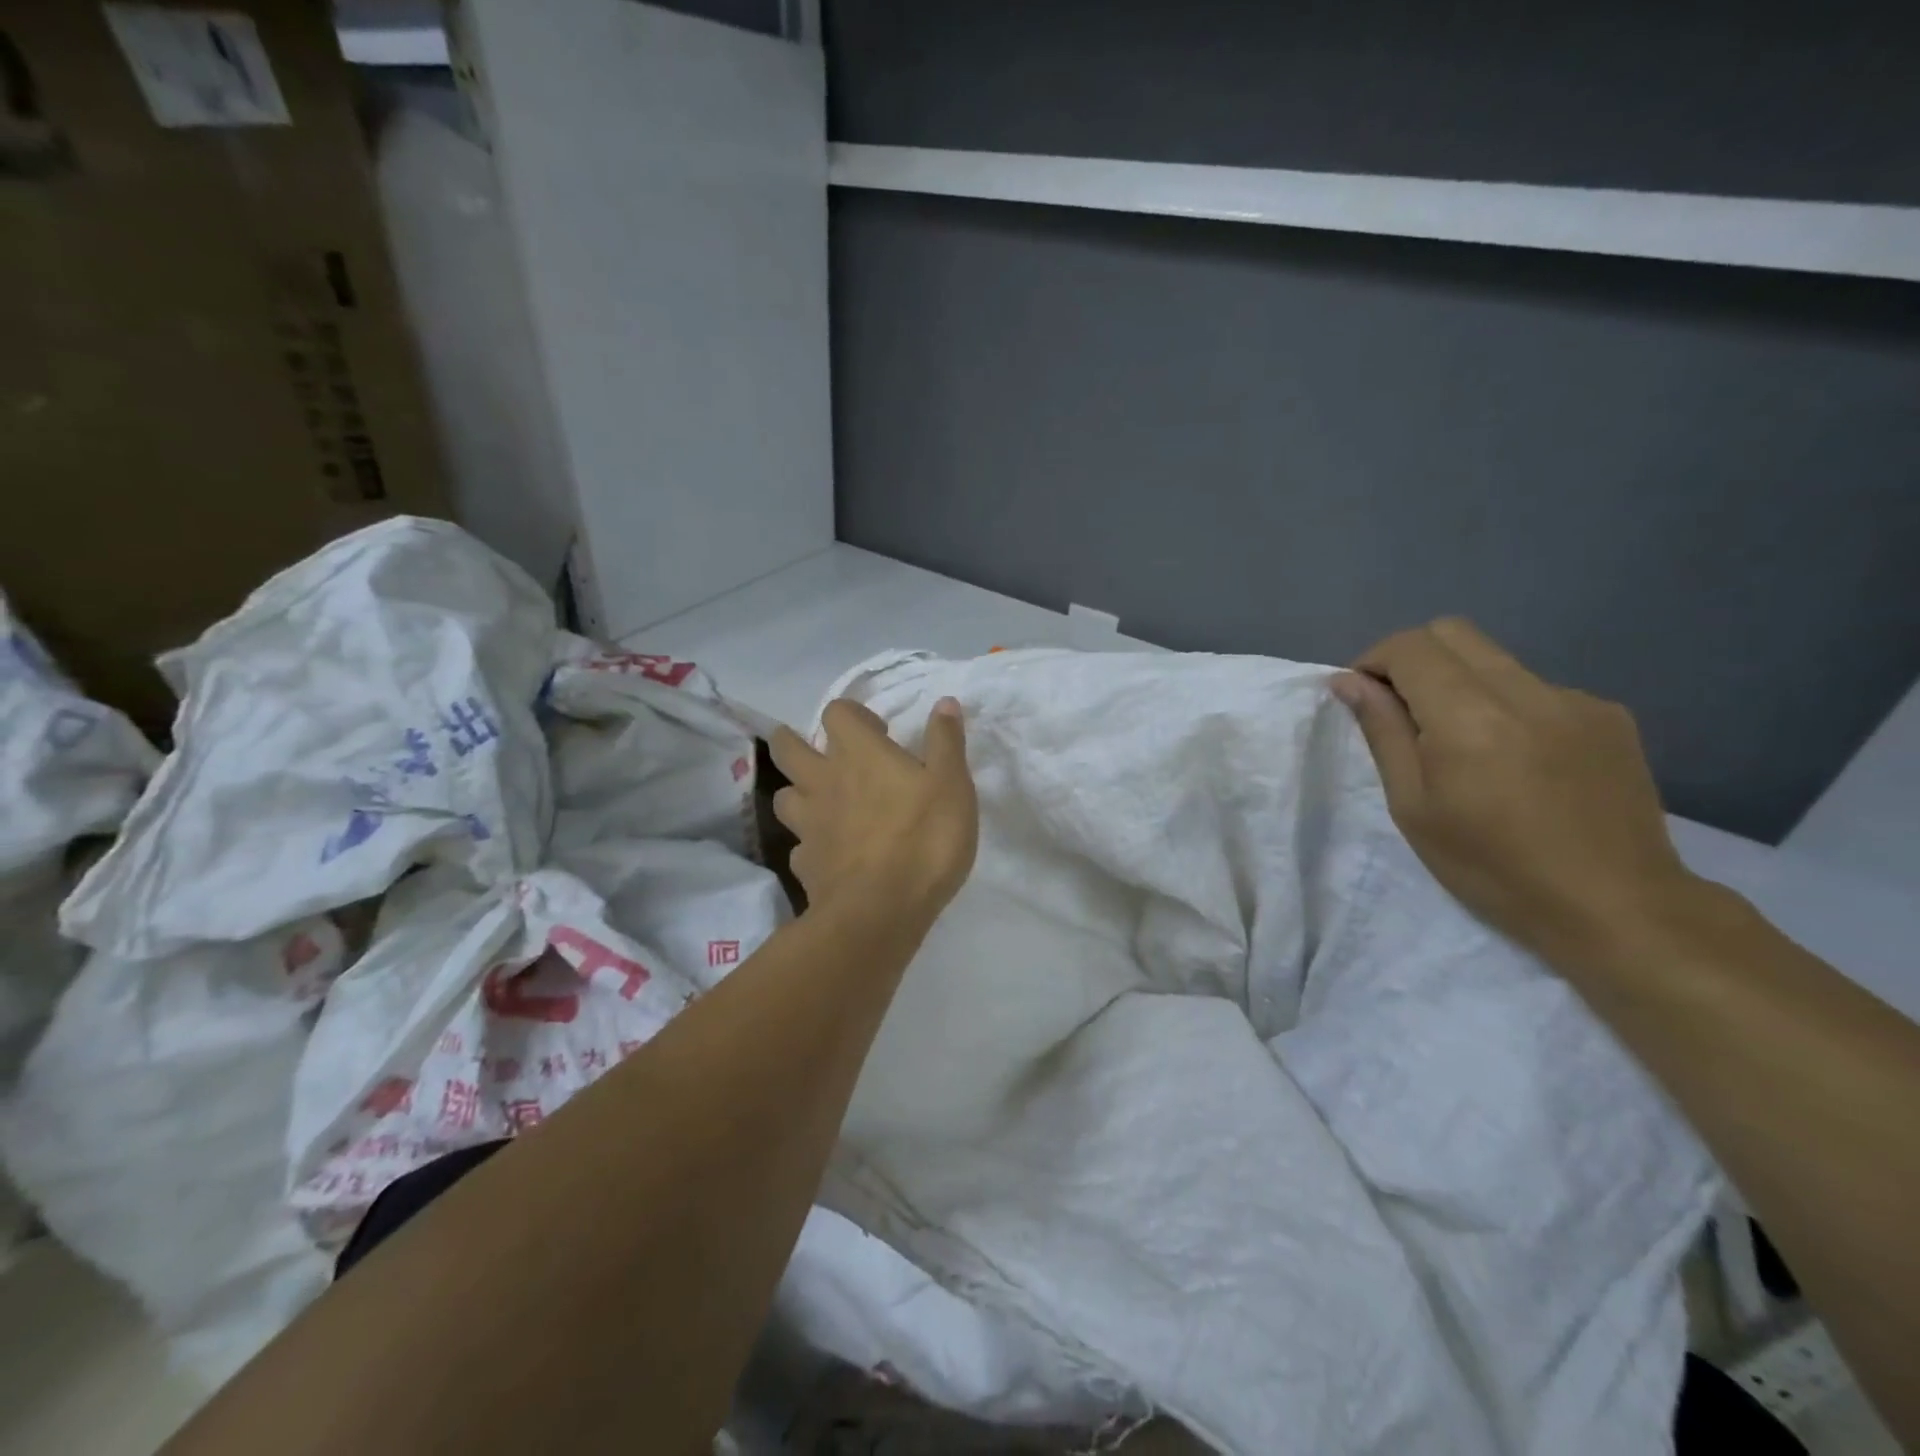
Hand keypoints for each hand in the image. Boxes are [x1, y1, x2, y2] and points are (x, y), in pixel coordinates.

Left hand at [768, 698, 978, 928]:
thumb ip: (946, 742)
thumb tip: (945, 702)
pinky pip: (799, 846)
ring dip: (798, 793)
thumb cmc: (924, 839)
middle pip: (787, 747)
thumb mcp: (952, 785)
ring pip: (784, 796)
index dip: (853, 715)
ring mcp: (808, 824)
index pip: (836, 712)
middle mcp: (824, 781)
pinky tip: (829, 854)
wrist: (881, 911)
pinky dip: (810, 844)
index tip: (878, 732)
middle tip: (825, 755)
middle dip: (796, 741)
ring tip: (822, 803)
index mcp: (859, 754)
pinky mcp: (804, 864)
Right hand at [1332, 618, 1698, 963]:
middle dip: (1412, 658)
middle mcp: (1526, 691)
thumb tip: (1349, 681)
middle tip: (1400, 709)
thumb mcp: (1414, 806)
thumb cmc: (1492, 866)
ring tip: (1461, 744)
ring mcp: (1575, 699)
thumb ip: (1383, 732)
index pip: (1410, 646)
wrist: (1616, 906)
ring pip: (1495, 658)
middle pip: (1453, 632)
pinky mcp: (1609, 715)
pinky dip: (1506, 705)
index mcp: (1470, 717)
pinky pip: (1536, 687)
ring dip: (1459, 682)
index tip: (1362, 696)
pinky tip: (1516, 759)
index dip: (1373, 660)